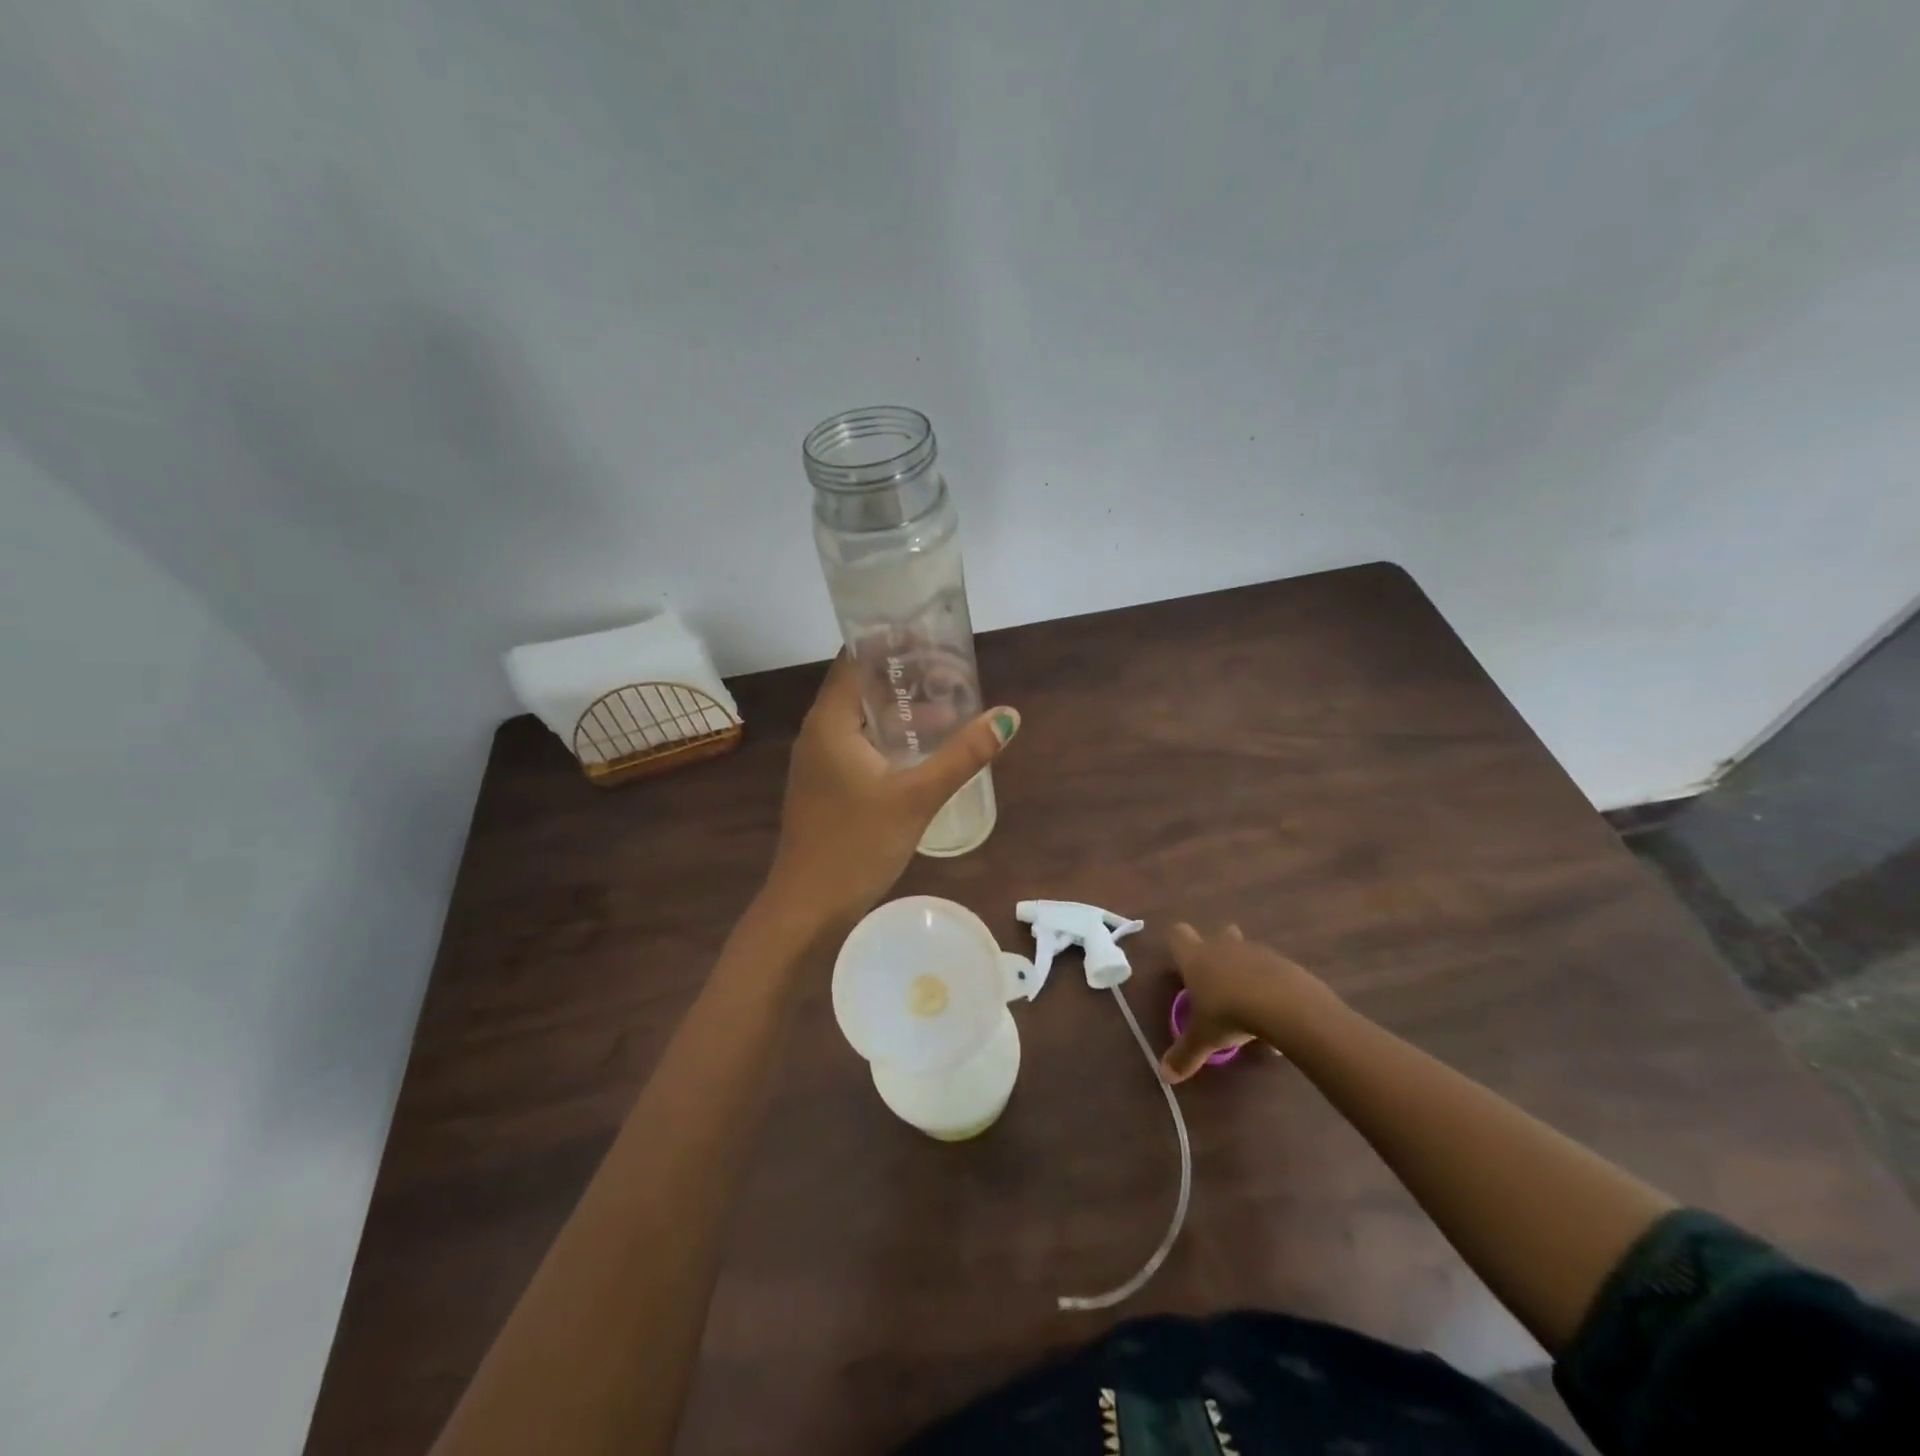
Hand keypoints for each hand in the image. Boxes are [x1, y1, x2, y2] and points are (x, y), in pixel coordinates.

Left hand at [764, 654, 1018, 928]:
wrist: (807, 907)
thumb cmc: (856, 844)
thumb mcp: (916, 796)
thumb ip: (963, 755)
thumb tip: (1007, 716)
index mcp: (830, 721)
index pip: (856, 658)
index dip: (892, 641)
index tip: (933, 636)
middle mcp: (819, 732)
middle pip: (862, 685)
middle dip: (906, 676)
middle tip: (953, 673)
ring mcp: (820, 760)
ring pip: (863, 719)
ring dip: (903, 710)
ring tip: (950, 708)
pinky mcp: (827, 784)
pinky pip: (861, 744)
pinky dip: (892, 737)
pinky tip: (925, 751)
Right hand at [1161, 923, 1332, 1082]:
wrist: (1286, 1006)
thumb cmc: (1231, 1014)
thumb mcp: (1204, 1038)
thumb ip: (1185, 1055)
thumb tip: (1164, 1076)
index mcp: (1197, 958)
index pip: (1178, 935)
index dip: (1178, 945)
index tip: (1181, 964)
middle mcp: (1223, 947)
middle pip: (1218, 935)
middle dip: (1218, 951)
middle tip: (1218, 980)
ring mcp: (1256, 952)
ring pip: (1247, 953)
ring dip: (1247, 972)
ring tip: (1250, 1006)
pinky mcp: (1284, 964)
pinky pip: (1273, 972)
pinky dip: (1271, 988)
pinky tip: (1276, 1017)